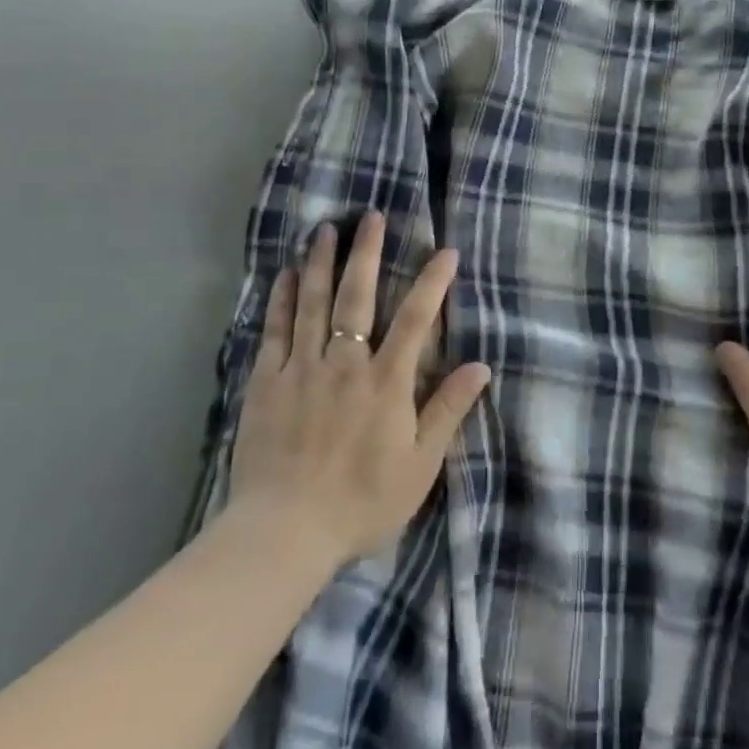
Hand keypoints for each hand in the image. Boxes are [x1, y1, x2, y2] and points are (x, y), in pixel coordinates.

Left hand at [226, 211, 490, 564]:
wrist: (285, 533)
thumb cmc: (362, 501)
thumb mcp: (420, 464)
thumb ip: (448, 410)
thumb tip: (481, 366)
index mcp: (386, 381)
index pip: (416, 318)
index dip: (433, 281)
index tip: (445, 250)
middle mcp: (345, 363)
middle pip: (358, 296)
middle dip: (367, 253)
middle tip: (371, 216)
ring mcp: (301, 369)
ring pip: (313, 303)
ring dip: (321, 263)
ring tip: (325, 230)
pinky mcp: (267, 383)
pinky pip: (275, 331)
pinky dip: (281, 299)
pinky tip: (283, 275)